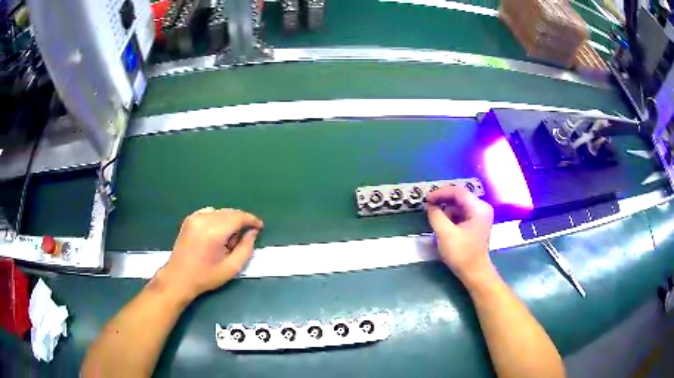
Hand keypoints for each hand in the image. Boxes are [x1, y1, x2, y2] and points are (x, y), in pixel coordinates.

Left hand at [159, 207, 263, 300]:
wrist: (179, 278)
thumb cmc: (206, 276)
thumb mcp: (232, 268)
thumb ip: (246, 248)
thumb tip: (252, 232)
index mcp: (215, 232)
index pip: (238, 217)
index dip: (251, 220)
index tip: (259, 227)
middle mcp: (204, 219)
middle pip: (230, 212)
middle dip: (240, 222)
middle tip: (242, 240)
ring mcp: (195, 217)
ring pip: (220, 212)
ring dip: (229, 221)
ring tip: (227, 239)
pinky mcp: (189, 219)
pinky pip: (209, 212)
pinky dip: (217, 219)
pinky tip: (215, 233)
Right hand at [426, 185, 494, 286]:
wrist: (475, 273)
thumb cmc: (462, 254)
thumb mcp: (445, 234)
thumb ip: (436, 216)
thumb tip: (430, 205)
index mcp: (478, 208)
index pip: (457, 192)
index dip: (440, 193)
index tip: (426, 200)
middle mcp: (482, 208)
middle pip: (459, 197)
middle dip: (443, 200)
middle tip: (428, 206)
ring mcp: (481, 215)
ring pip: (460, 205)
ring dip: (447, 209)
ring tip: (436, 219)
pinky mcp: (477, 223)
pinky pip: (462, 213)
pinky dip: (452, 216)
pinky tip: (444, 224)